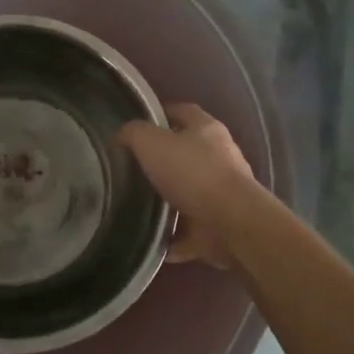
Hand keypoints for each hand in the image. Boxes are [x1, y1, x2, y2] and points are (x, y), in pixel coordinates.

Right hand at [119, 103, 257, 268]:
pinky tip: (153, 242)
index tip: (138, 126)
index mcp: (207, 130)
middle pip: (188, 153)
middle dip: (163, 160)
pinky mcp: (220, 226)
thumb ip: (134, 134)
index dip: (161, 114)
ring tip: (139, 206)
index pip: (183, 111)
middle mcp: (220, 157)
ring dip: (169, 201)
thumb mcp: (152, 143)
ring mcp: (223, 194)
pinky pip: (191, 231)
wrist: (231, 223)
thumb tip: (121, 135)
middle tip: (133, 168)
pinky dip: (175, 237)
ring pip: (190, 193)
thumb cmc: (192, 173)